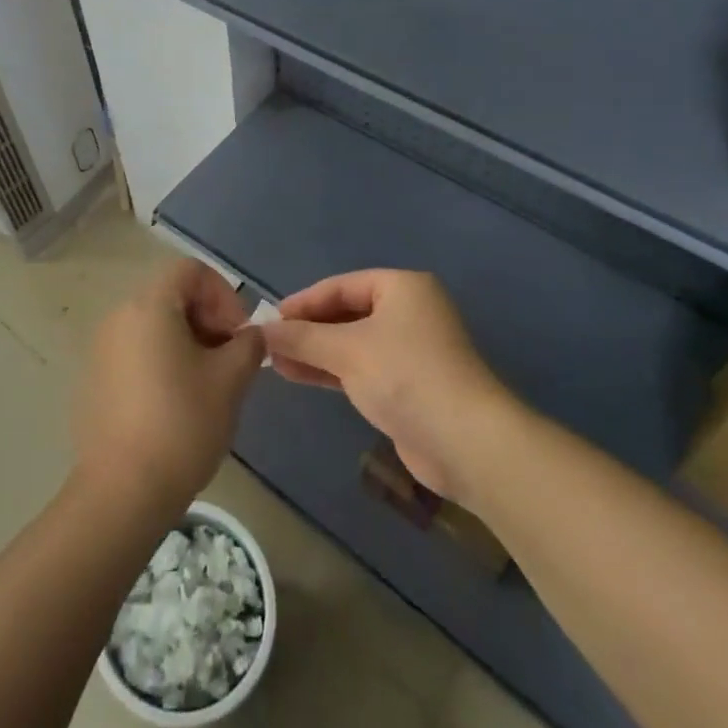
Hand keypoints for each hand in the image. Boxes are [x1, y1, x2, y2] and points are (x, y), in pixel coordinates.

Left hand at [72, 258, 264, 514]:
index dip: (223, 294)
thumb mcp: (230, 380)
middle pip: (171, 295)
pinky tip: (176, 405)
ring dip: (187, 342)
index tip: (238, 335)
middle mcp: (119, 316)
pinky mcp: (94, 379)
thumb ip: (248, 345)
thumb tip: (250, 336)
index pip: (190, 270)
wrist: (122, 491)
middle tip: (229, 360)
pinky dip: (161, 362)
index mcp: (149, 305)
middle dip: (208, 319)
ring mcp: (101, 348)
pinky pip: (135, 351)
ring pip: (154, 325)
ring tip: (207, 385)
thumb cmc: (182, 424)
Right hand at [262, 269, 509, 503]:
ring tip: (276, 362)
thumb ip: (302, 338)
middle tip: (270, 343)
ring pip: (353, 343)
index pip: (341, 285)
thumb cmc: (405, 376)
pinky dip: (333, 371)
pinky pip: (363, 368)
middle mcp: (409, 312)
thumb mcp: (347, 350)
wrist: (466, 442)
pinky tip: (301, 376)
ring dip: (316, 352)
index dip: (303, 301)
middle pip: (347, 313)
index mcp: (402, 288)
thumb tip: (261, 331)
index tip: (270, 319)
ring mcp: (412, 350)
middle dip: (308, 329)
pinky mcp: (410, 385)